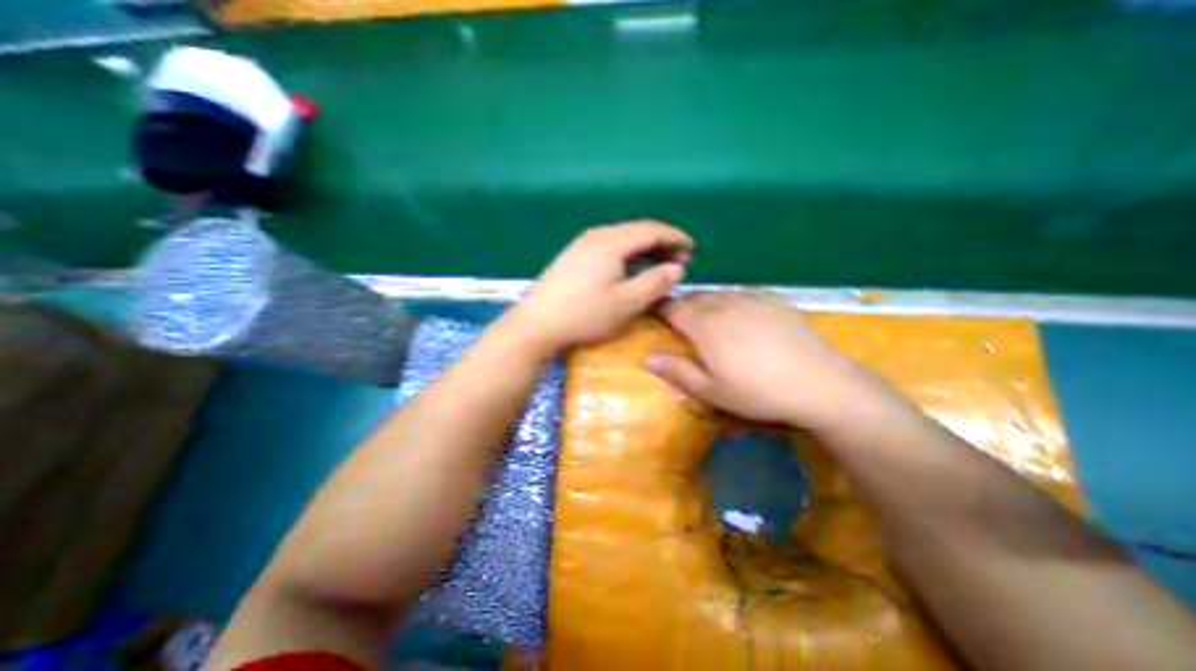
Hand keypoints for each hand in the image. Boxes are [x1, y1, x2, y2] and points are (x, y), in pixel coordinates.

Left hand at [510, 223, 697, 353]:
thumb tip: (677, 268)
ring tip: (659, 264)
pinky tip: (630, 268)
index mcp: (612, 242)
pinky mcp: (573, 256)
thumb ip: (655, 282)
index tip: (692, 249)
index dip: (675, 237)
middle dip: (662, 243)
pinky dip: (627, 254)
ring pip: (622, 238)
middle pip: (637, 231)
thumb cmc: (584, 314)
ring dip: (644, 249)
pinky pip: (609, 247)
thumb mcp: (626, 303)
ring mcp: (582, 244)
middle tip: (680, 260)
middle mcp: (597, 235)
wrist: (537, 324)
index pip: (652, 230)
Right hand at [650, 291, 902, 432]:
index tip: (656, 316)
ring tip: (711, 321)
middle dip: (683, 308)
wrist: (819, 382)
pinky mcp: (774, 299)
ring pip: (717, 294)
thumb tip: (647, 358)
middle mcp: (724, 304)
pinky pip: (742, 294)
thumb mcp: (712, 391)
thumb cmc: (757, 392)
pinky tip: (742, 318)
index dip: (661, 310)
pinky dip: (732, 302)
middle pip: (694, 298)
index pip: (673, 308)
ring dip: (707, 304)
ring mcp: (751, 298)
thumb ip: (677, 372)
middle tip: (683, 325)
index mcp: (705, 326)